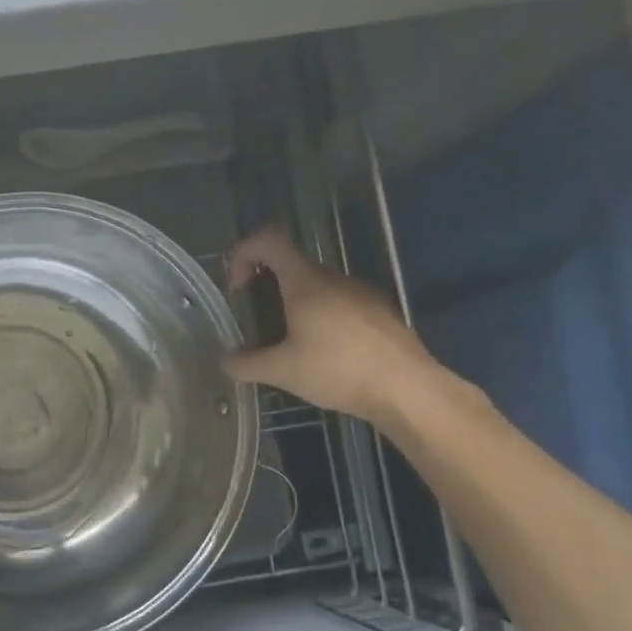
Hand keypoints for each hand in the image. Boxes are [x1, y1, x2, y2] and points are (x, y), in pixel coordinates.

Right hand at [224, 226, 444, 424]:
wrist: (407, 389)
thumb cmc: (338, 370)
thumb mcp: (282, 371)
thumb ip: (246, 364)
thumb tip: (224, 362)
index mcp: (306, 283)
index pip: (269, 241)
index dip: (244, 254)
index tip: (238, 288)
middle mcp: (334, 278)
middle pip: (292, 266)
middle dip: (267, 288)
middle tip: (258, 324)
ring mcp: (361, 293)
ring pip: (318, 287)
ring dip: (296, 306)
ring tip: (290, 345)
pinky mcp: (380, 312)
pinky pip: (340, 304)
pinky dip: (322, 319)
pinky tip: (325, 355)